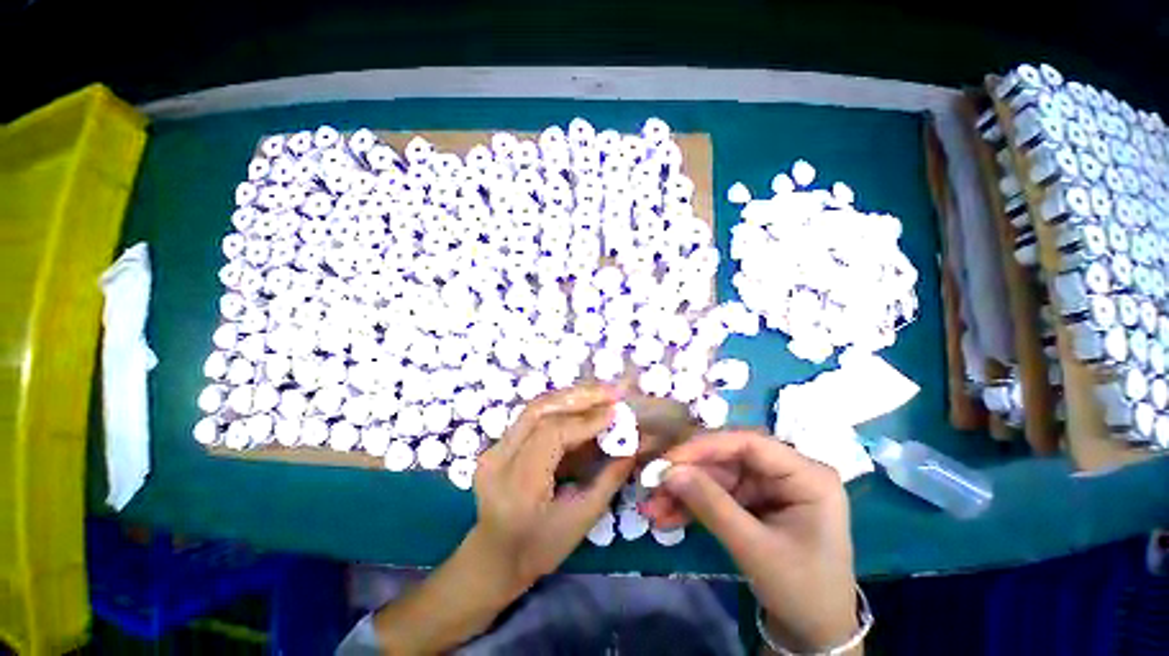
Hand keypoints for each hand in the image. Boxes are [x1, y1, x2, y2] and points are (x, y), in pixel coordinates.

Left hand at [374, 384, 633, 654]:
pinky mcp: (497, 444)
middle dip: (579, 397)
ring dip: (570, 397)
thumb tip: (633, 446)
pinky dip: (560, 407)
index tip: (616, 412)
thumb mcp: (582, 519)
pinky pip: (532, 417)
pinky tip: (581, 405)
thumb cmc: (540, 548)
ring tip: (600, 393)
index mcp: (518, 486)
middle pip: (539, 411)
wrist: (493, 558)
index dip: (586, 419)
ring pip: (534, 408)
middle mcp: (499, 460)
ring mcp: (493, 449)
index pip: (551, 434)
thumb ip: (609, 478)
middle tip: (611, 392)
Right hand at [641, 432, 859, 653]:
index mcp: (807, 475)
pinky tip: (667, 516)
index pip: (749, 444)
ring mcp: (768, 486)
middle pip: (728, 459)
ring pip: (717, 477)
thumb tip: (669, 472)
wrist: (815, 633)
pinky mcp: (754, 501)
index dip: (705, 447)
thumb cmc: (802, 591)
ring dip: (684, 492)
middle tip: (653, 485)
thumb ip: (712, 506)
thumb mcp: (756, 549)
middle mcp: (787, 472)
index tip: (669, 459)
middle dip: (689, 474)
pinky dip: (693, 506)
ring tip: (653, 507)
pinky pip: (717, 494)